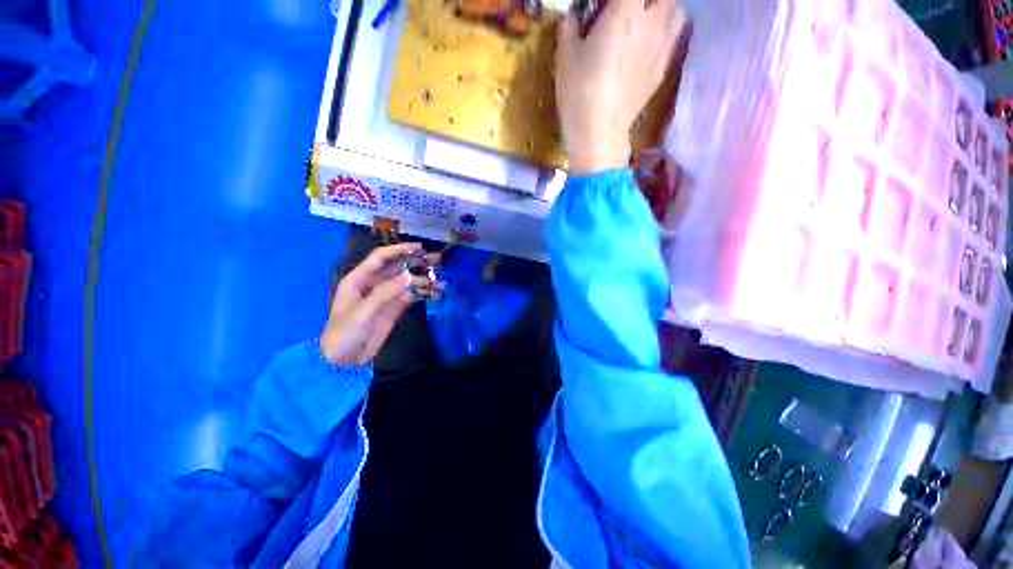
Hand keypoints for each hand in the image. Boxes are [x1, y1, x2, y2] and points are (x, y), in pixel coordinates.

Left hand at [320, 243, 441, 366]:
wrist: (343, 360)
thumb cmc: (345, 332)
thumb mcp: (362, 312)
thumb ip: (385, 293)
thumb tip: (409, 275)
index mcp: (359, 279)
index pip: (381, 258)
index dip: (399, 250)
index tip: (420, 248)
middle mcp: (374, 284)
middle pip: (398, 269)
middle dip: (417, 264)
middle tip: (437, 262)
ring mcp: (385, 297)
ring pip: (407, 283)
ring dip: (424, 282)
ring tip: (442, 283)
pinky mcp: (394, 309)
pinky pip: (410, 297)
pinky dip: (423, 294)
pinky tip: (435, 294)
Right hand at [555, 0, 685, 174]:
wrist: (599, 131)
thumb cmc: (579, 92)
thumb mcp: (565, 58)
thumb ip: (569, 29)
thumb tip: (569, 19)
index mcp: (624, 10)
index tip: (606, 5)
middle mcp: (650, 22)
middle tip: (630, 9)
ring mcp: (660, 47)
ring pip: (676, 11)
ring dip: (663, 8)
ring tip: (648, 18)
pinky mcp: (662, 70)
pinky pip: (673, 39)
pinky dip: (665, 33)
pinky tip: (650, 43)